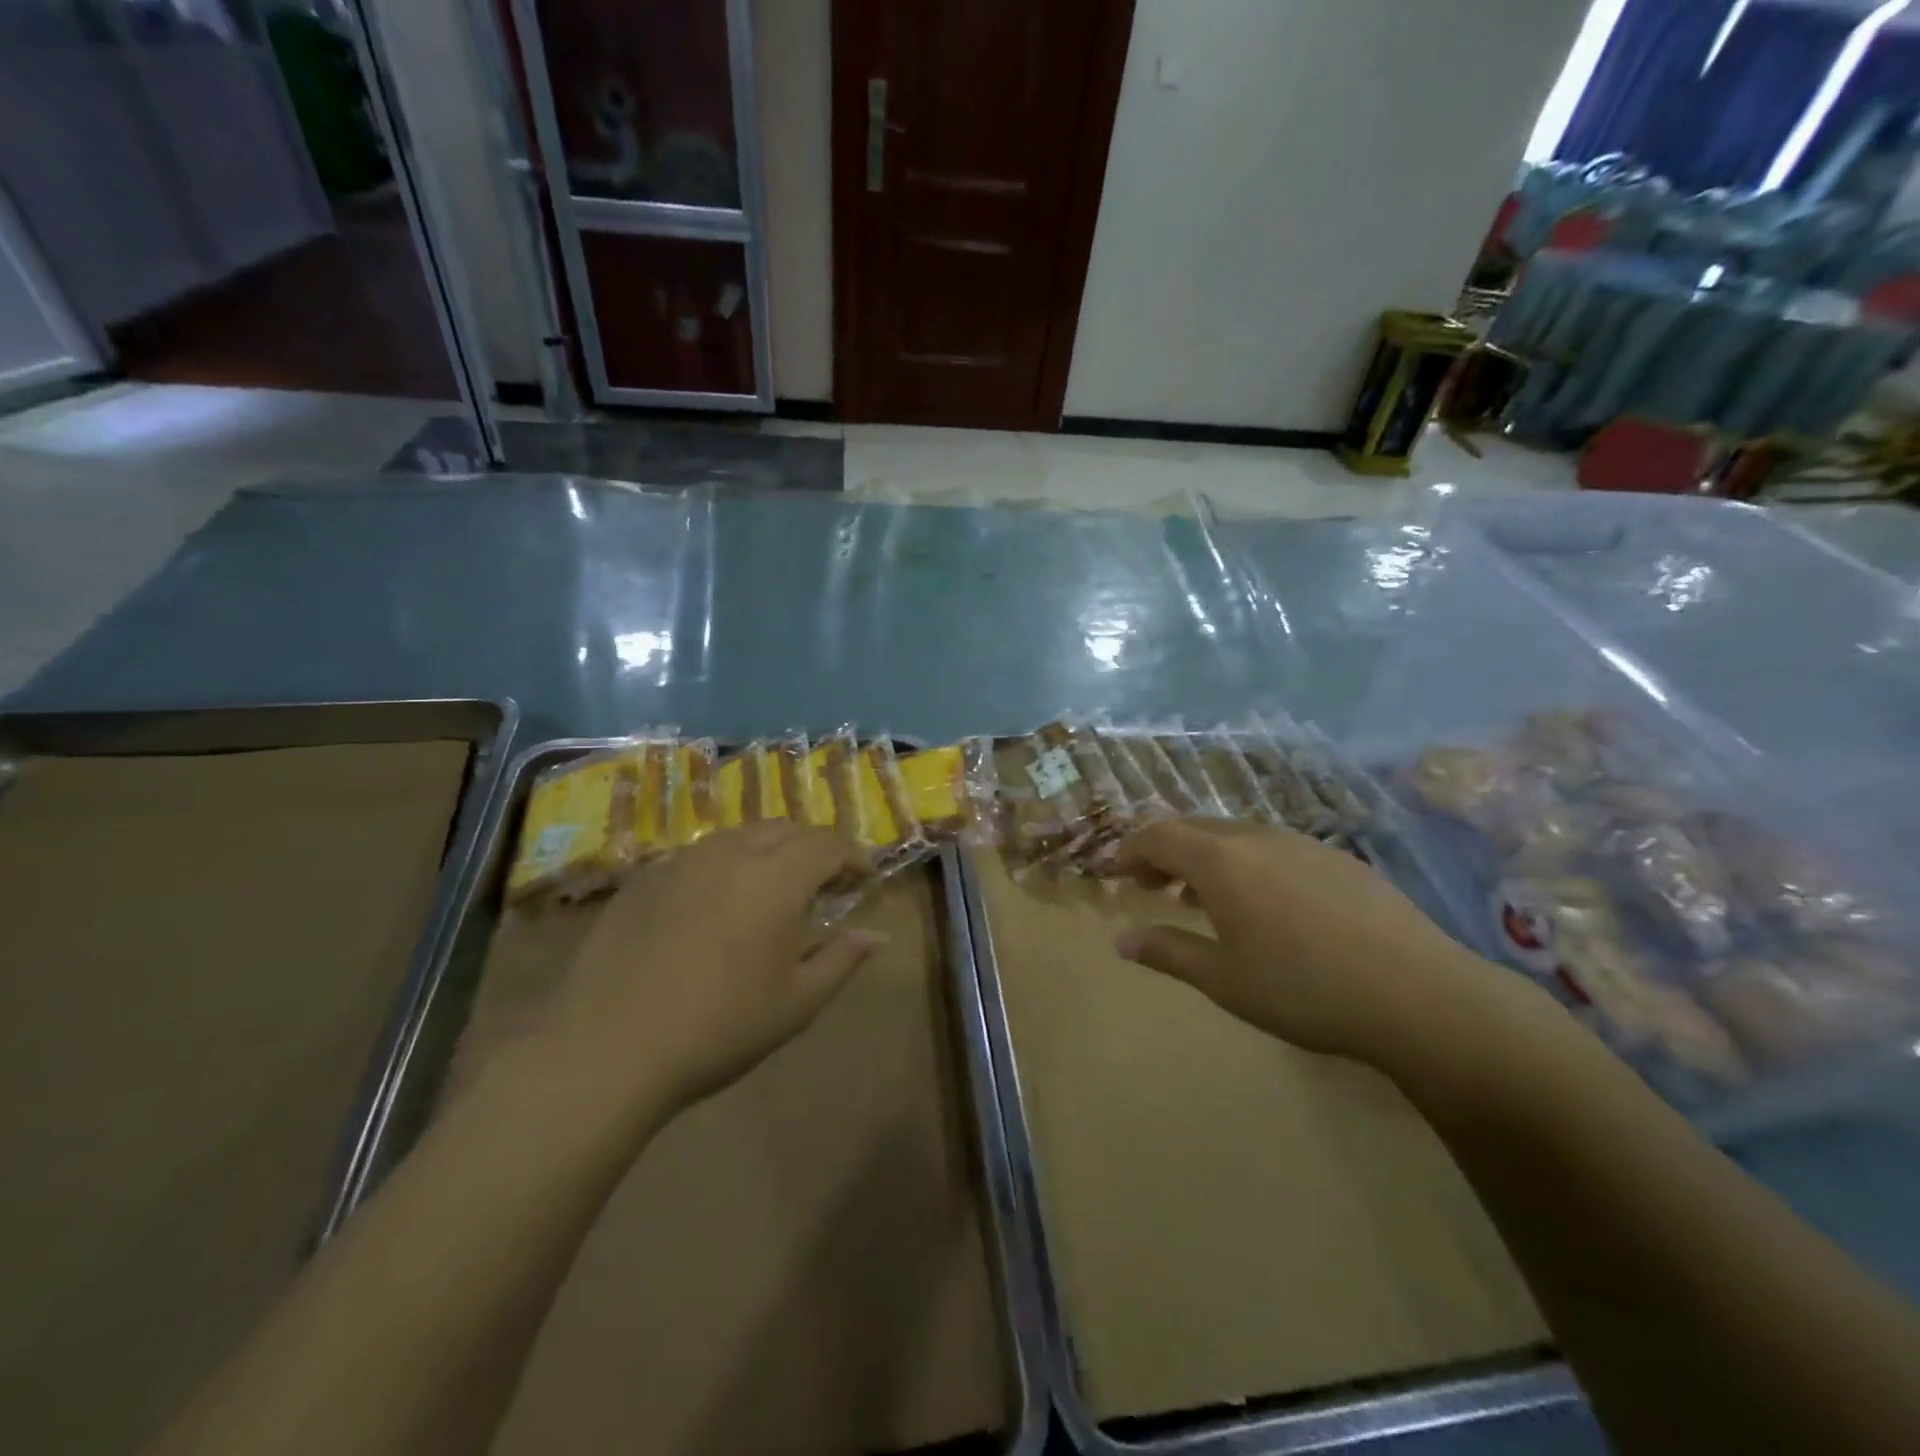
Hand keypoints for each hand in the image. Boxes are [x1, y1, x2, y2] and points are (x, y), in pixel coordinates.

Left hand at [543, 823, 883, 1112]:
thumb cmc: (720, 1029)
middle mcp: (731, 854)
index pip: (828, 844)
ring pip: (739, 836)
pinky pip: (697, 856)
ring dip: (768, 852)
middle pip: (785, 829)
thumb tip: (879, 936)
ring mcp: (681, 861)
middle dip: (813, 849)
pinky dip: (723, 866)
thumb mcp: (797, 1003)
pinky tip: (714, 906)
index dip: (853, 857)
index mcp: (776, 878)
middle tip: (823, 886)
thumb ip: (843, 959)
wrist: (608, 1050)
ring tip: (771, 891)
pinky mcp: (643, 878)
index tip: (864, 880)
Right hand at [1113, 818, 1533, 1076]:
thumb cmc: (1303, 989)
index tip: (1117, 874)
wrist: (1418, 994)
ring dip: (1207, 857)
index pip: (1158, 835)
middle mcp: (1257, 837)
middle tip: (1152, 886)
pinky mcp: (1339, 860)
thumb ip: (1167, 951)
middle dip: (1165, 850)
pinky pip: (1275, 847)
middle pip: (1195, 828)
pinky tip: (1266, 904)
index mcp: (1221, 860)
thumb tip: (1121, 940)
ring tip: (1203, 897)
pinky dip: (1248, 863)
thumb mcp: (1223, 979)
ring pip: (1237, 835)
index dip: (1131, 850)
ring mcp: (1303, 843)